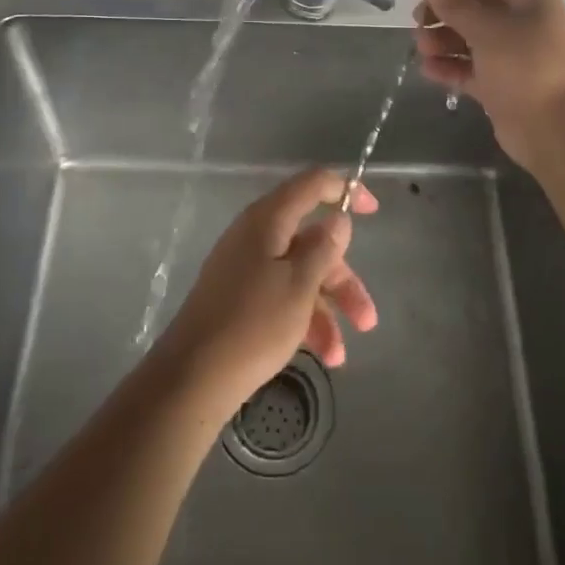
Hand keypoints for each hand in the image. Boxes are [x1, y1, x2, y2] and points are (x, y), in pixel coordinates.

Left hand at [156, 168, 379, 409]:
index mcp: (268, 219)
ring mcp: (245, 268)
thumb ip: (323, 248)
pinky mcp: (239, 298)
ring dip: (327, 309)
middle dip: (343, 279)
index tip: (373, 211)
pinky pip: (282, 296)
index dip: (345, 190)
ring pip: (300, 274)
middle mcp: (256, 236)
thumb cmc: (253, 324)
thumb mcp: (300, 285)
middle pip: (311, 241)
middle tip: (367, 318)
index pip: (312, 184)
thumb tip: (336, 219)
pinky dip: (303, 320)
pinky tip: (322, 355)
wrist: (191, 379)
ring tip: (340, 355)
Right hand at [409, 0, 564, 170]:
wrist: (556, 131)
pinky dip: (450, 66)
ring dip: (442, 40)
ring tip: (422, 50)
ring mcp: (513, 53)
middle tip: (417, 23)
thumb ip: (455, 3)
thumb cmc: (525, 67)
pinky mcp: (503, 82)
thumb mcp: (487, 30)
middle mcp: (523, 19)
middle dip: (441, 12)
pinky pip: (471, 67)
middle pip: (473, 5)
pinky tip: (428, 70)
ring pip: (470, 37)